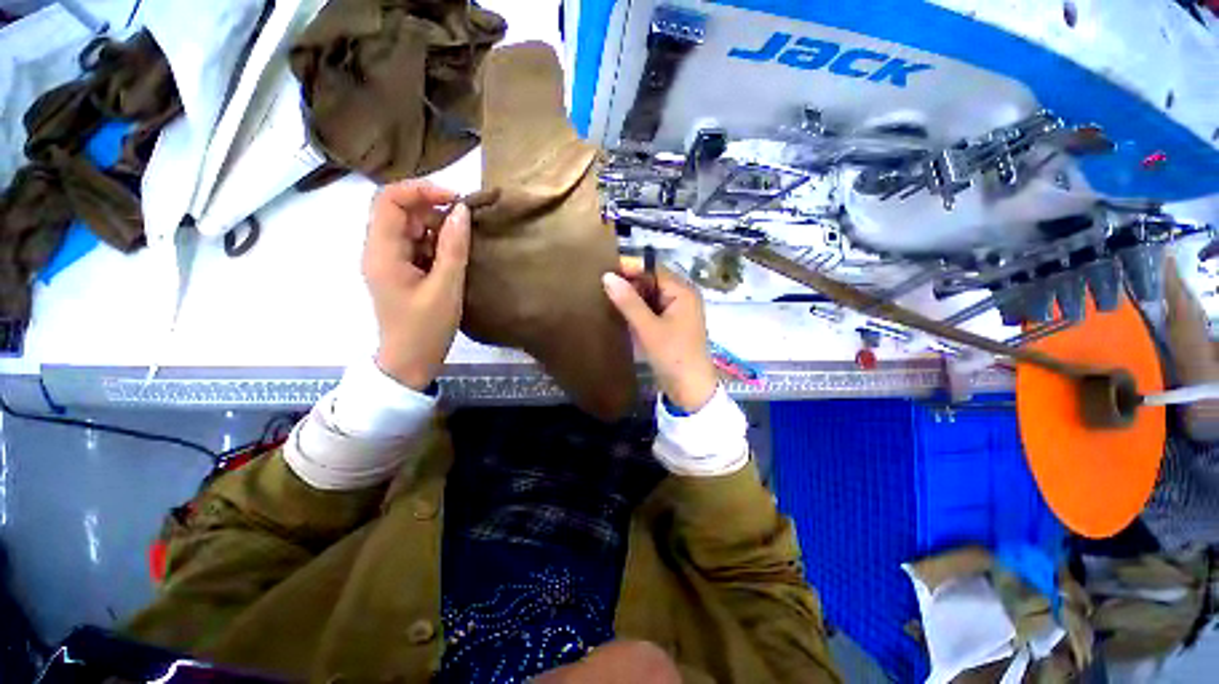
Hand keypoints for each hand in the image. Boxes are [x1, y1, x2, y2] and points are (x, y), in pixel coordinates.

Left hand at [363, 180, 469, 390]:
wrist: (410, 361)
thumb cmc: (426, 328)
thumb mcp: (446, 287)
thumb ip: (454, 247)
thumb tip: (461, 210)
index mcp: (382, 252)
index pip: (389, 200)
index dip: (422, 190)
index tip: (456, 200)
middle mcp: (378, 249)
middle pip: (398, 209)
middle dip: (432, 208)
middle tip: (465, 222)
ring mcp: (388, 260)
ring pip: (408, 226)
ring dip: (436, 226)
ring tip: (463, 241)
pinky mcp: (400, 270)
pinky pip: (415, 243)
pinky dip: (435, 242)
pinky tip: (454, 254)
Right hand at [602, 258, 717, 411]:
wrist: (691, 390)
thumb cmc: (673, 356)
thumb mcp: (648, 328)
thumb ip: (628, 302)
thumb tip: (607, 276)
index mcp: (682, 292)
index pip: (653, 269)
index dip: (630, 267)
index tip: (604, 268)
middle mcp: (682, 297)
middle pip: (652, 281)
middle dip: (629, 283)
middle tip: (602, 285)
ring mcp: (677, 312)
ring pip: (650, 296)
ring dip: (632, 297)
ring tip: (606, 296)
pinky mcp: (671, 325)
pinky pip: (652, 310)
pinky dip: (638, 310)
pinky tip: (620, 313)